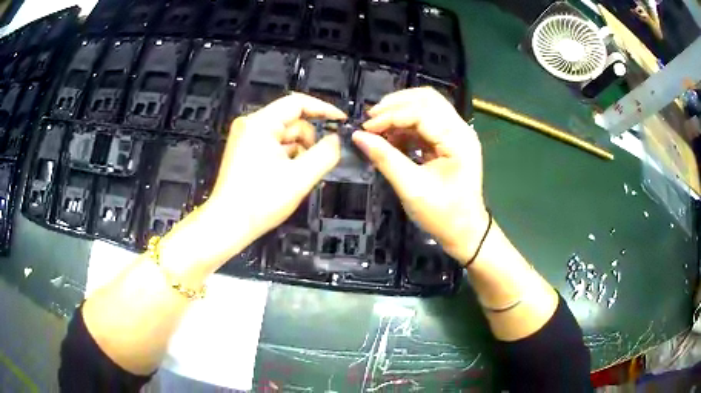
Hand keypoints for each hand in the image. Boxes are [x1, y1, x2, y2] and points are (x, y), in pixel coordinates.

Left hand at [160, 93, 345, 273]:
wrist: (228, 225)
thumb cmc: (259, 202)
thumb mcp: (300, 177)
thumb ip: (325, 154)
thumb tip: (336, 140)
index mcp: (260, 124)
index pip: (298, 103)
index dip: (323, 110)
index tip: (342, 122)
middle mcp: (250, 125)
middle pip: (292, 121)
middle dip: (309, 140)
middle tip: (316, 163)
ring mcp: (246, 138)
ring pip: (285, 135)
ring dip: (299, 151)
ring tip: (299, 175)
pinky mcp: (245, 151)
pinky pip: (275, 145)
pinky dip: (287, 157)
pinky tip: (288, 177)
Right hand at [352, 87, 488, 264]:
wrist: (465, 232)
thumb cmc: (443, 215)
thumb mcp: (412, 188)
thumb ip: (385, 159)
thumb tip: (358, 136)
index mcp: (458, 139)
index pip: (422, 112)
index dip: (391, 115)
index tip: (366, 127)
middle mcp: (460, 129)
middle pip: (427, 99)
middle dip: (395, 105)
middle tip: (370, 119)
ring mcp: (456, 134)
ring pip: (425, 107)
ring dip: (399, 113)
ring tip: (377, 128)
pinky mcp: (448, 141)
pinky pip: (425, 123)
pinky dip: (405, 126)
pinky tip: (390, 137)